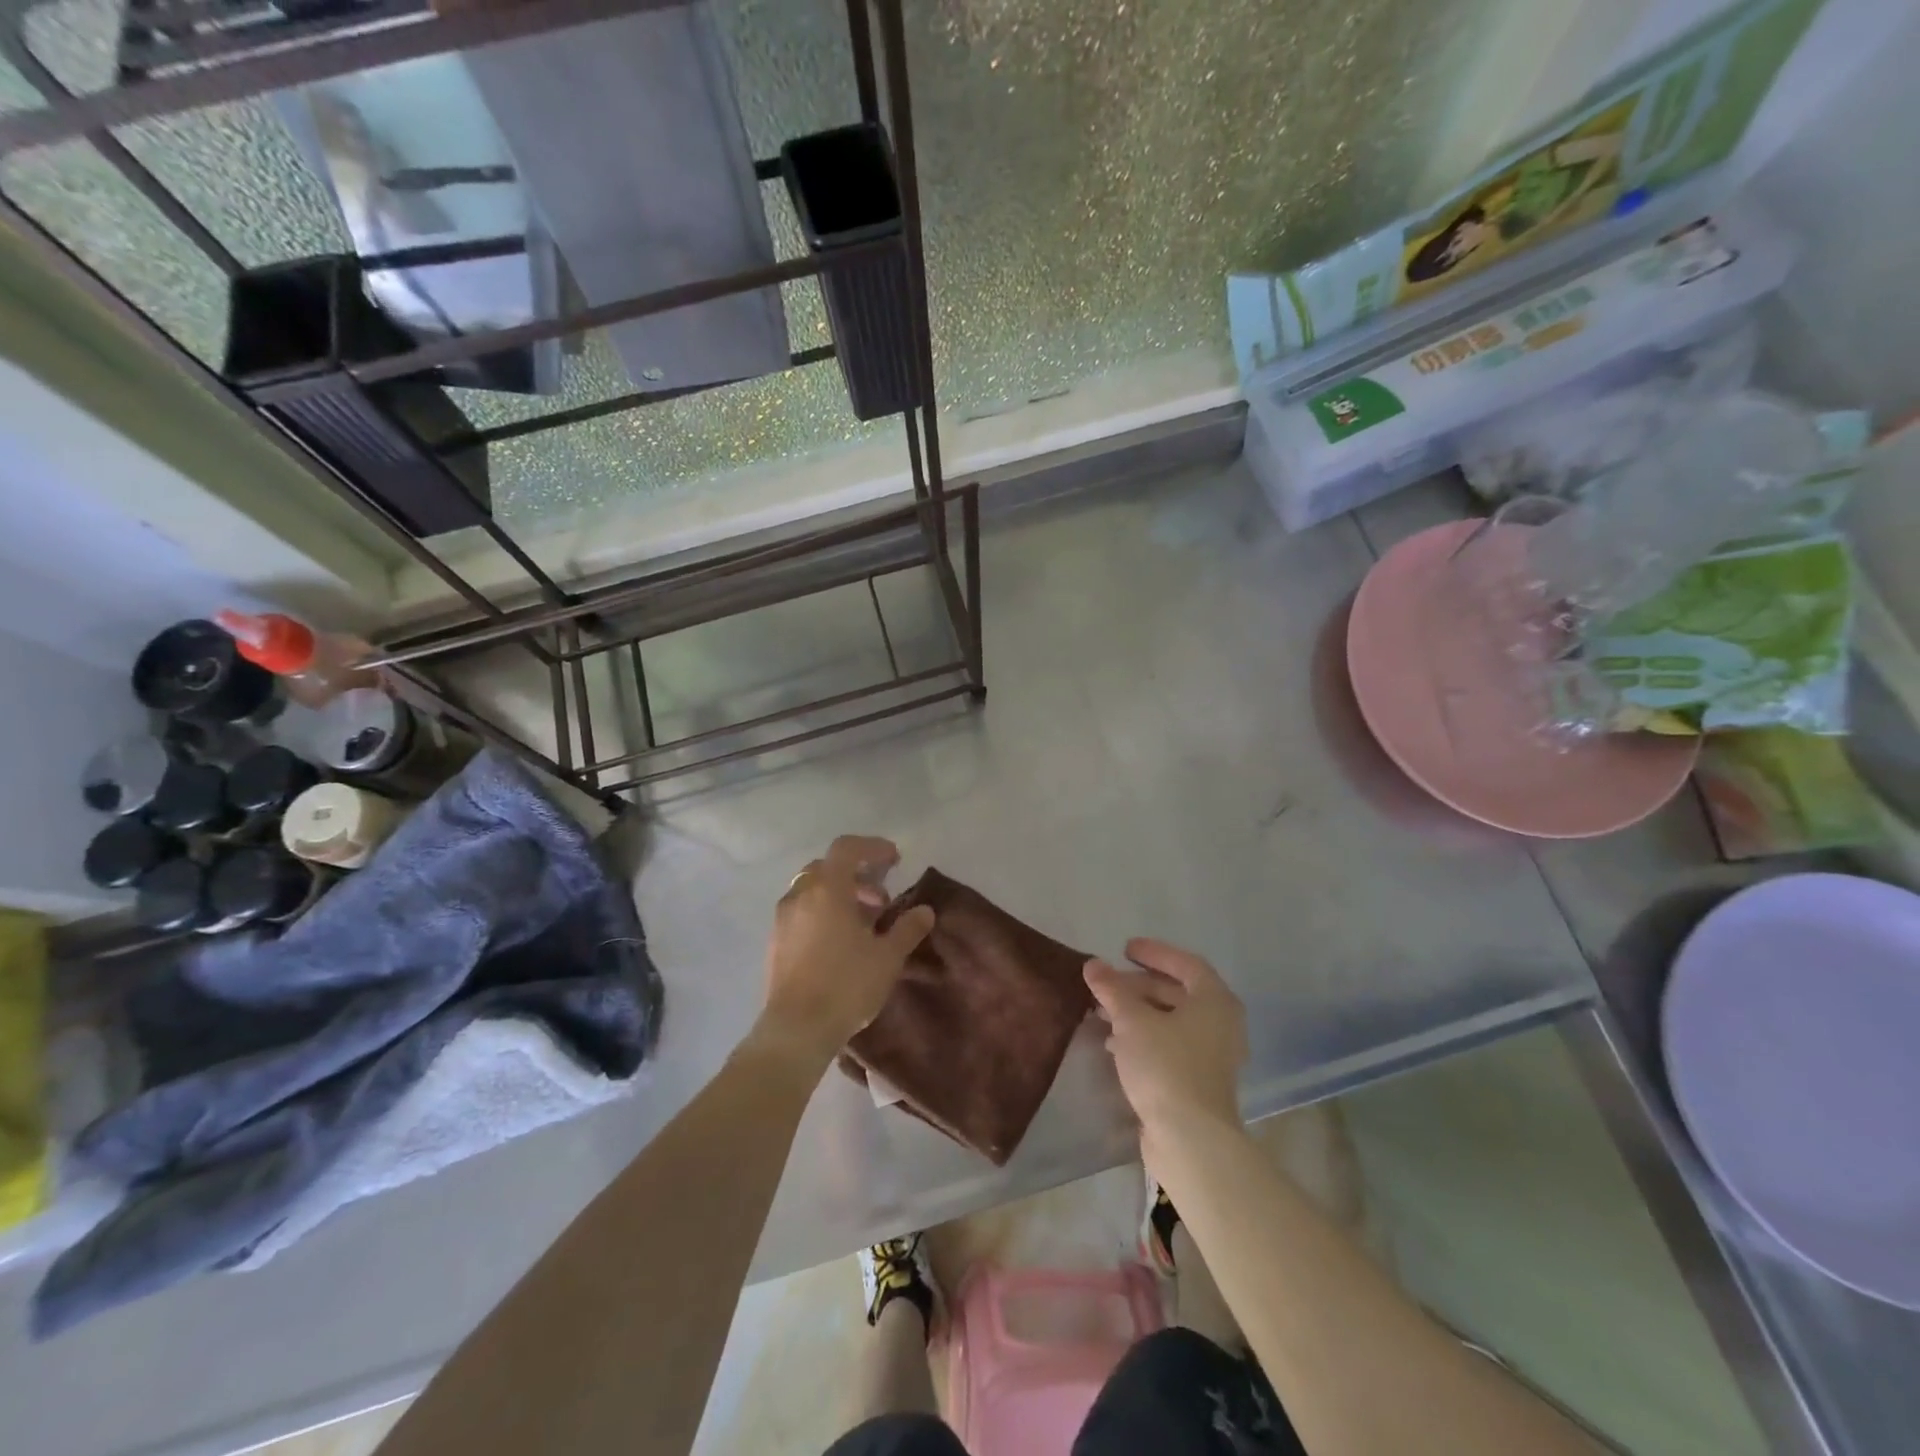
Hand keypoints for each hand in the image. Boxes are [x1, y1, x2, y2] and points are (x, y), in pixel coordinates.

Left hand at [758, 835, 934, 1067]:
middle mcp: (800, 895)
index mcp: (827, 889)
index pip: (847, 848)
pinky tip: (839, 943)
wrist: (796, 1030)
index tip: (895, 860)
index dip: (873, 847)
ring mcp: (783, 918)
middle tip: (880, 900)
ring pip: (812, 889)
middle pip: (828, 867)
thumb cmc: (846, 985)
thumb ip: (907, 928)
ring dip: (839, 895)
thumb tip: (925, 911)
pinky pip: (801, 911)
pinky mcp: (775, 941)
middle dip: (857, 875)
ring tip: (863, 924)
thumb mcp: (887, 957)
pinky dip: (822, 912)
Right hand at [1085, 939, 1246, 1146]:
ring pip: (1172, 1021)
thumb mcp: (1132, 1020)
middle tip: (1108, 984)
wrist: (1191, 1139)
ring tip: (1103, 1012)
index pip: (1186, 964)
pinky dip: (1145, 1037)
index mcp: (1215, 1001)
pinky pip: (1171, 1045)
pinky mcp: (1199, 1081)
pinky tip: (1116, 1044)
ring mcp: (1213, 1055)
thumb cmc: (1166, 1066)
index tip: (1125, 948)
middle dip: (1140, 985)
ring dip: (1139, 1013)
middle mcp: (1220, 1024)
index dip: (1155, 952)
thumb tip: (1093, 964)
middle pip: (1178, 992)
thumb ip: (1112, 989)